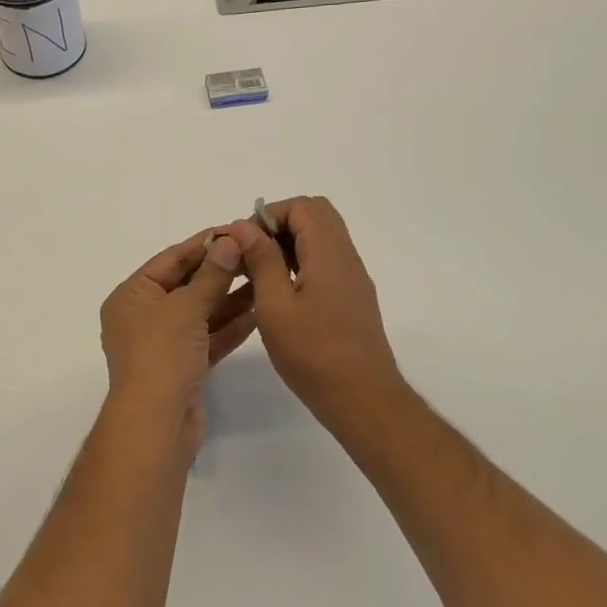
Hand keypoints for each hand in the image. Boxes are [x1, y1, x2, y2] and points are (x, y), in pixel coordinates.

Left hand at [99, 227, 257, 453]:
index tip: (235, 229)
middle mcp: (144, 316)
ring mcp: (165, 343)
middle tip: (257, 251)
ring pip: (201, 312)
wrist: (156, 426)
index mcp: (131, 296)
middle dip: (220, 270)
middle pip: (186, 284)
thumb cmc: (161, 356)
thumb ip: (211, 275)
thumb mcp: (185, 308)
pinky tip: (260, 310)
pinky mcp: (185, 367)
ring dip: (231, 296)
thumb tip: (230, 241)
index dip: (203, 244)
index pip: (170, 260)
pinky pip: (210, 337)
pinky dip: (231, 325)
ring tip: (265, 276)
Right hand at [240, 196, 402, 420]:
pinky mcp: (351, 299)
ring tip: (258, 273)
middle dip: (279, 224)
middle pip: (316, 216)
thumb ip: (261, 260)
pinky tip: (279, 294)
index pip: (302, 206)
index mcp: (329, 253)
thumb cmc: (314, 353)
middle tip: (251, 252)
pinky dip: (301, 263)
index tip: (243, 241)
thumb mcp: (275, 305)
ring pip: (321, 239)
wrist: (363, 400)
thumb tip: (244, 226)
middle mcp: (346, 257)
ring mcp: (352, 278)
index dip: (269, 215)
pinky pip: (326, 262)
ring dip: (288, 244)